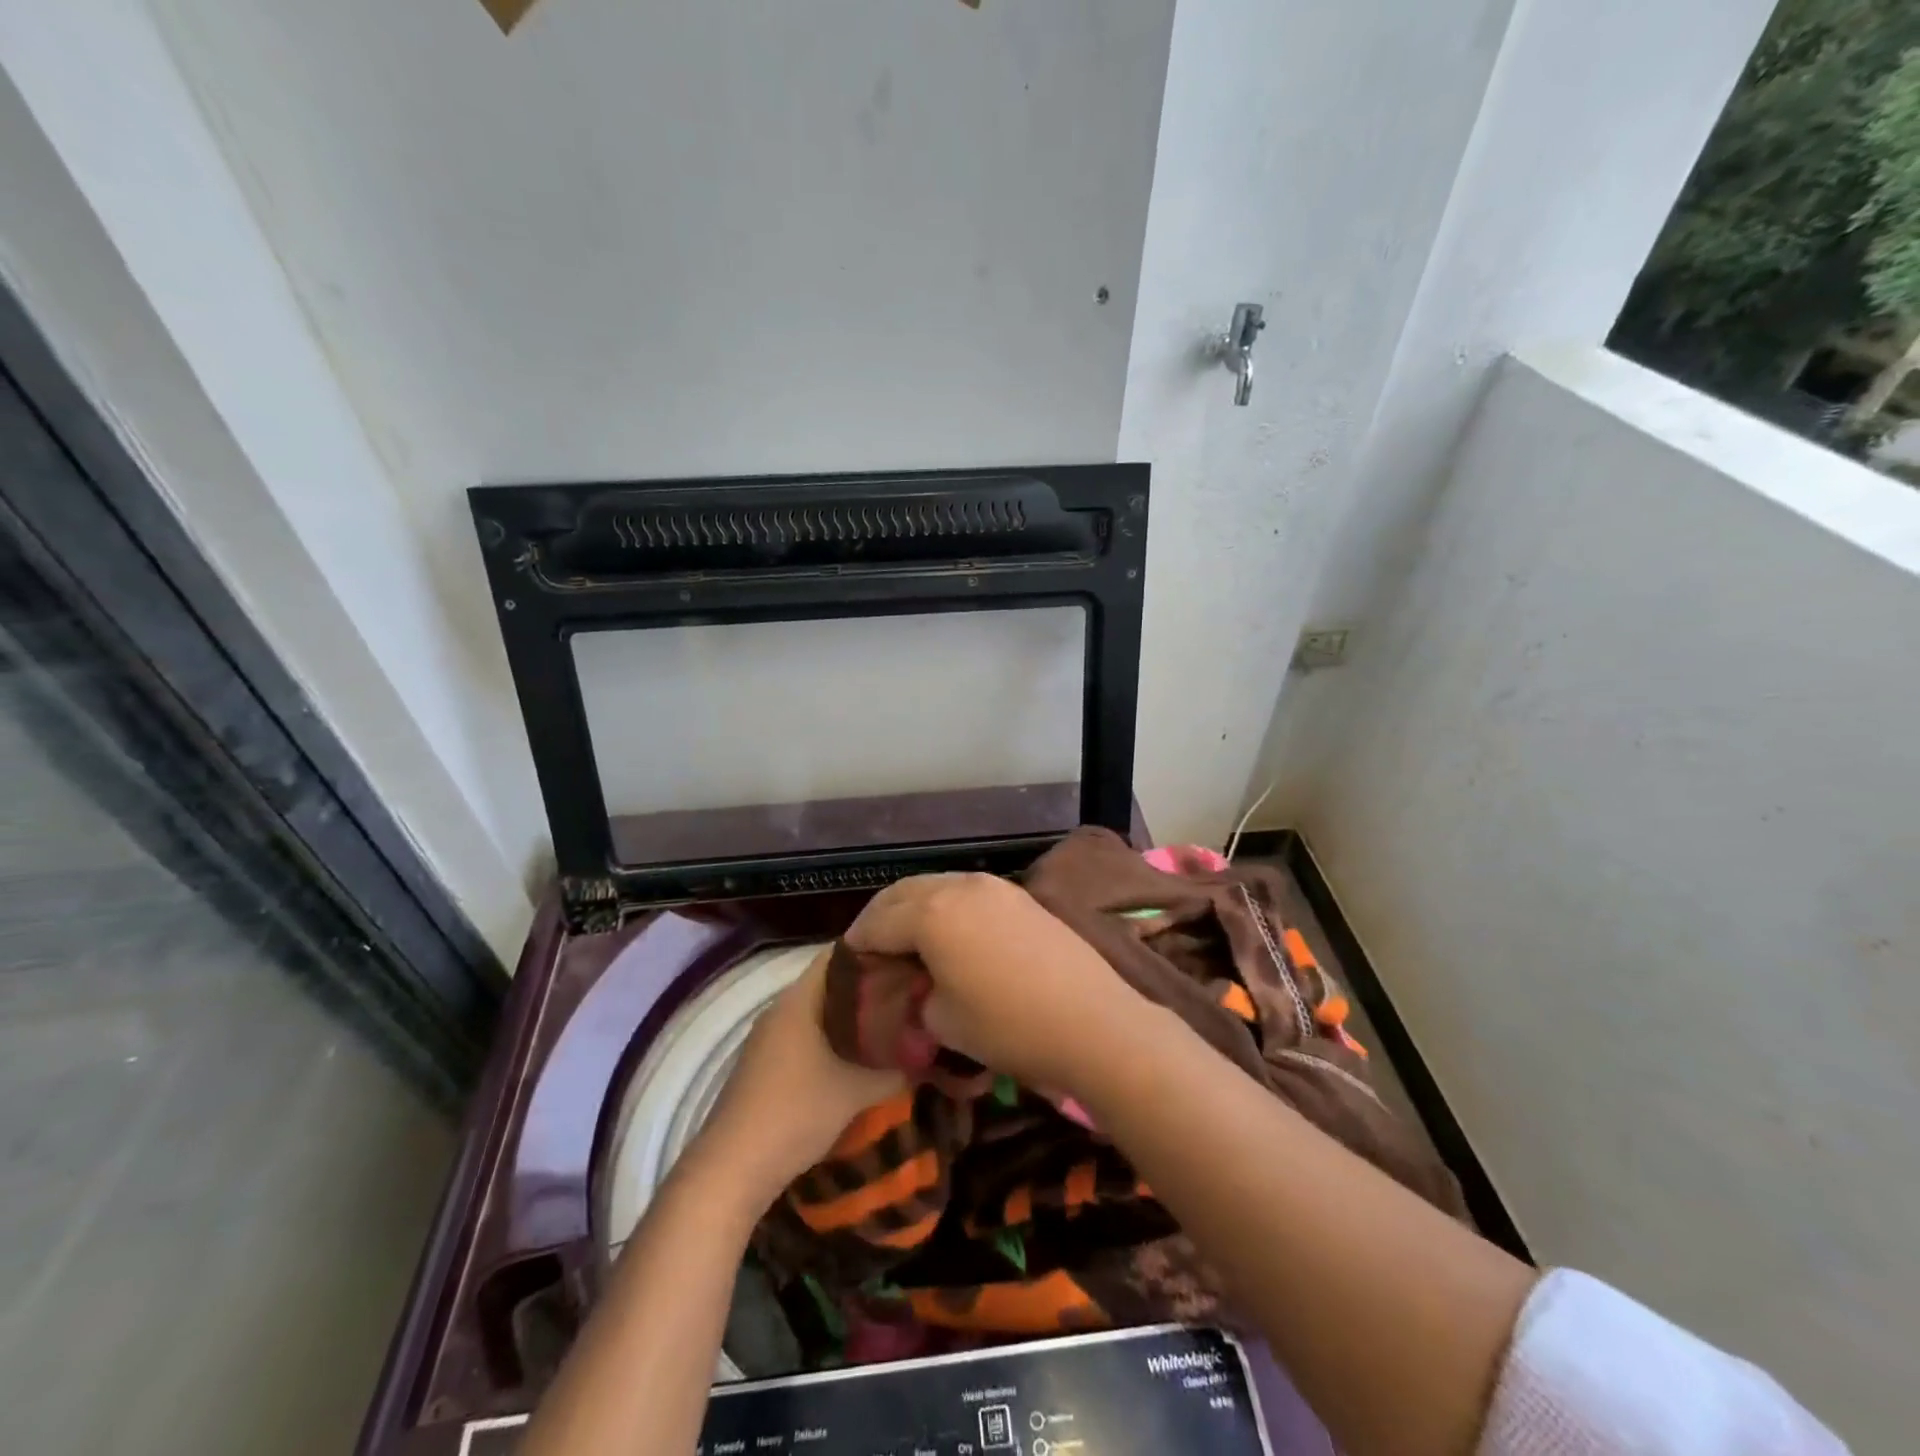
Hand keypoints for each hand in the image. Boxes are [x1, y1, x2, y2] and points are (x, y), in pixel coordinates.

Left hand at [691, 948, 905, 1209]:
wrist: (734, 1168)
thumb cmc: (797, 1113)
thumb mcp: (857, 1090)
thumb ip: (896, 1067)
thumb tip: (930, 1052)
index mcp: (799, 999)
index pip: (839, 955)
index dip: (875, 953)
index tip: (908, 961)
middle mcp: (781, 1008)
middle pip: (830, 982)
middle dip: (868, 987)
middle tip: (909, 993)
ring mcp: (769, 1037)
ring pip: (819, 1011)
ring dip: (851, 1016)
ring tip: (892, 1023)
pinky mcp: (765, 1063)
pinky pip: (807, 1034)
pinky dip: (833, 1037)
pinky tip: (858, 1057)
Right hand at [843, 872, 1132, 1092]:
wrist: (1093, 1021)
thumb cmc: (1008, 1026)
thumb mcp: (943, 1021)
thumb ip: (917, 994)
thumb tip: (917, 985)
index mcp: (931, 913)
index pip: (877, 922)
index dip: (859, 944)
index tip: (851, 965)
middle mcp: (959, 886)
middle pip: (904, 893)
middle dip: (882, 917)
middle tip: (872, 947)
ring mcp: (994, 886)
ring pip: (938, 886)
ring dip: (915, 908)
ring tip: (908, 940)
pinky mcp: (1020, 896)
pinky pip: (967, 892)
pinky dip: (947, 907)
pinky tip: (950, 934)